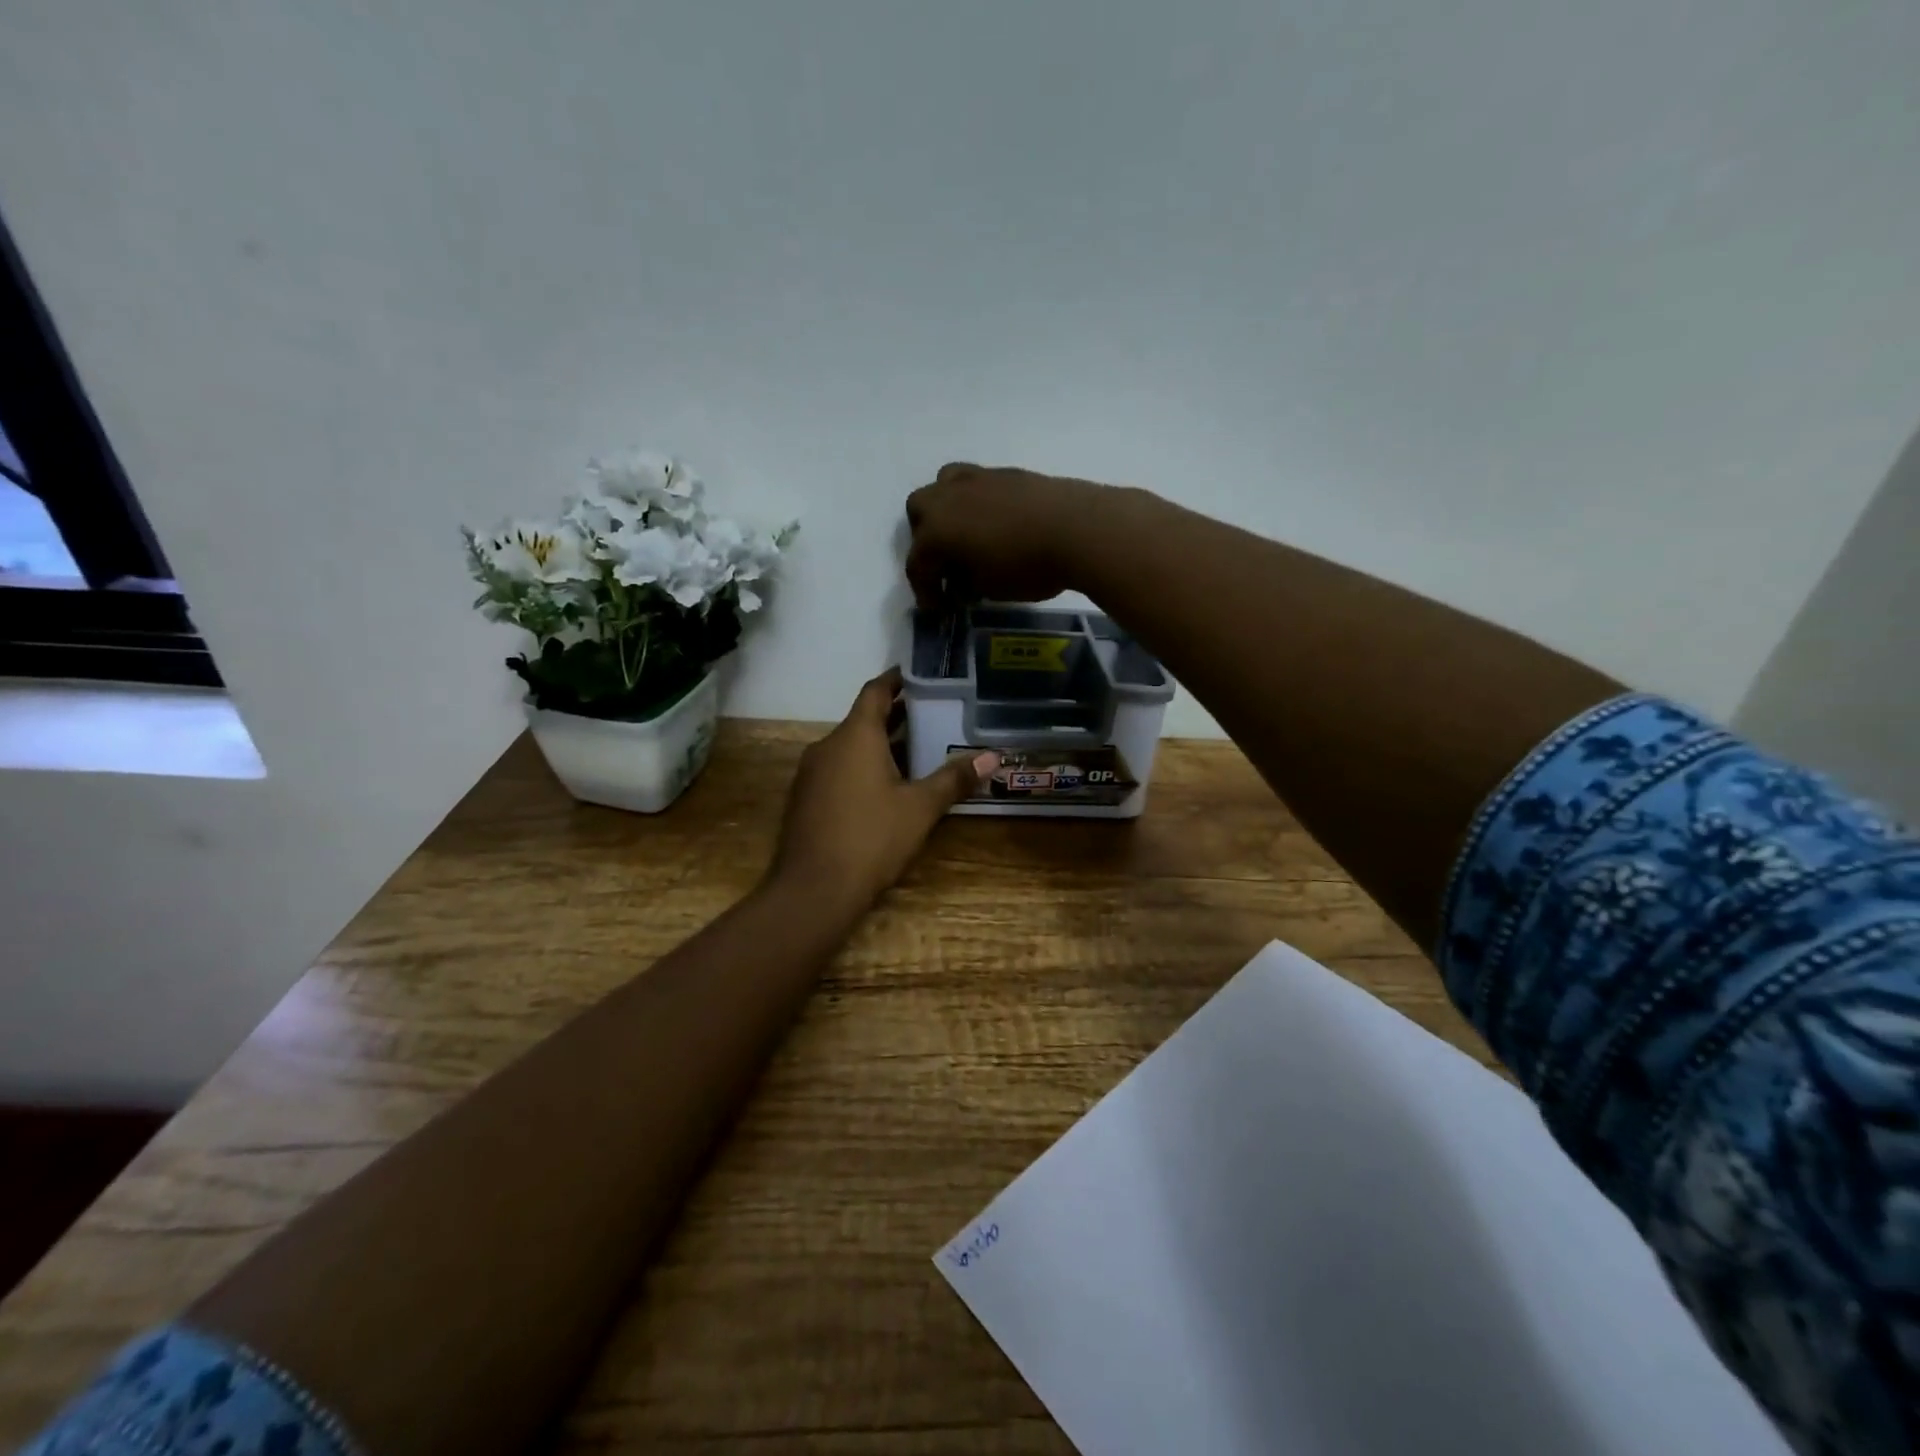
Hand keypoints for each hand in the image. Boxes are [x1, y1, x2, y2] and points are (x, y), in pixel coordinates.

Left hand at [769, 669, 998, 916]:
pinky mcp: (806, 799)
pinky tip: (887, 788)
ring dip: (881, 745)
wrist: (814, 890)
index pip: (875, 692)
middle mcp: (828, 746)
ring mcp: (812, 773)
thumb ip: (954, 779)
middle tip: (933, 715)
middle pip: (864, 719)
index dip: (896, 680)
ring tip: (918, 751)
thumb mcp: (920, 808)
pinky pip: (838, 770)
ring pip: (850, 747)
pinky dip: (863, 767)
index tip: (918, 675)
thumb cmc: (872, 838)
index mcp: (855, 736)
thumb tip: (992, 757)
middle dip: (896, 717)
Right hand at [904, 462, 1117, 606]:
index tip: (936, 609)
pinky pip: (976, 484)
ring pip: (943, 486)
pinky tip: (996, 524)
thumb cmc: (1027, 567)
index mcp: (936, 531)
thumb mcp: (989, 588)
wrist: (1077, 527)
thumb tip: (962, 578)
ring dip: (946, 510)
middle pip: (919, 514)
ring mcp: (976, 479)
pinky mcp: (1004, 472)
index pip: (918, 564)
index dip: (925, 591)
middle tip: (947, 565)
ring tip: (966, 534)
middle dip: (926, 540)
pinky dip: (975, 503)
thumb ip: (966, 582)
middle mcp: (946, 498)